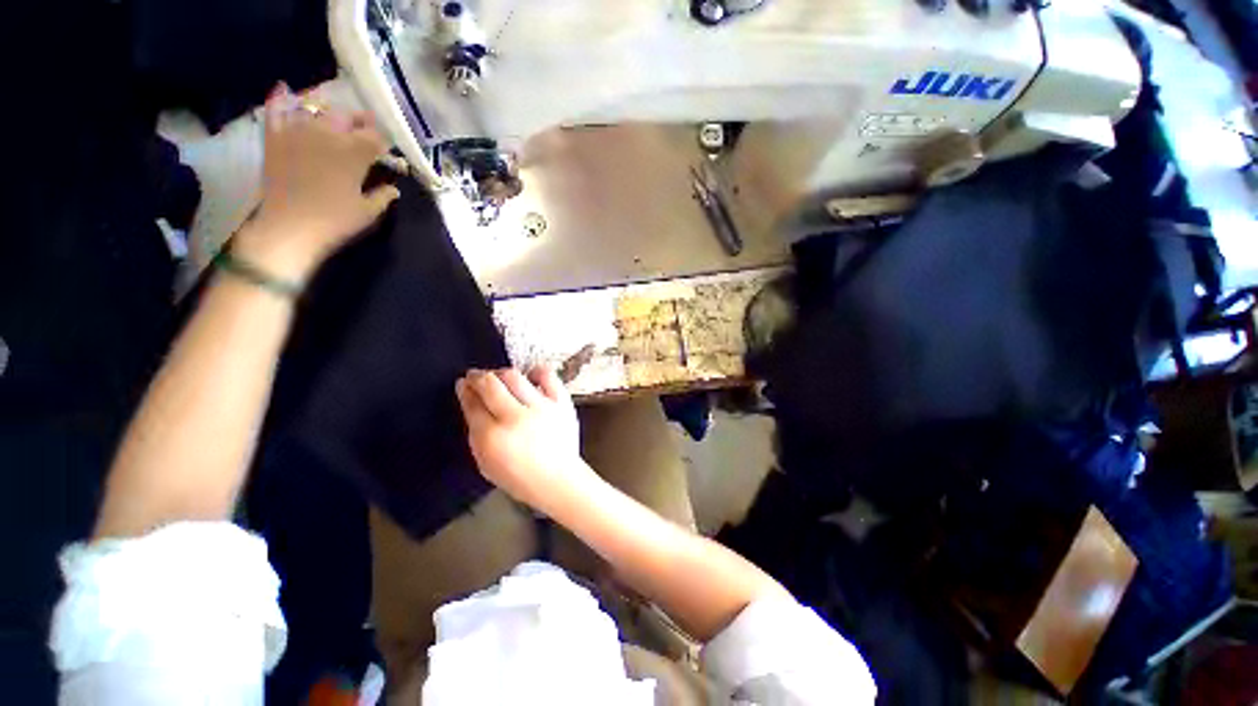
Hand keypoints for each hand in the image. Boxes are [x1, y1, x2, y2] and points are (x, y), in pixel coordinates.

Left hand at [234, 82, 399, 281]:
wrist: (288, 228)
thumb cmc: (334, 221)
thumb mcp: (368, 212)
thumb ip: (383, 196)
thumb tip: (394, 189)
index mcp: (354, 153)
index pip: (375, 136)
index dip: (384, 140)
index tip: (389, 148)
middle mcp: (327, 135)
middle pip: (347, 116)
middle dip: (360, 120)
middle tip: (367, 129)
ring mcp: (298, 132)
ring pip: (316, 109)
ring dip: (329, 111)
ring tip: (336, 117)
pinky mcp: (275, 138)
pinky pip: (276, 111)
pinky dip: (280, 100)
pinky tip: (284, 90)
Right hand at [455, 368, 593, 512]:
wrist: (558, 479)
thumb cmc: (520, 476)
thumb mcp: (486, 463)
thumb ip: (476, 433)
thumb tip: (472, 405)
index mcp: (493, 437)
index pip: (473, 404)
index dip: (465, 390)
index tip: (463, 384)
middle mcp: (516, 417)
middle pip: (491, 385)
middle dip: (478, 377)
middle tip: (475, 376)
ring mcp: (541, 407)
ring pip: (514, 377)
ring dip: (501, 373)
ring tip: (498, 377)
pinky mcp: (561, 402)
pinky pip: (547, 376)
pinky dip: (536, 372)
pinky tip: (530, 376)